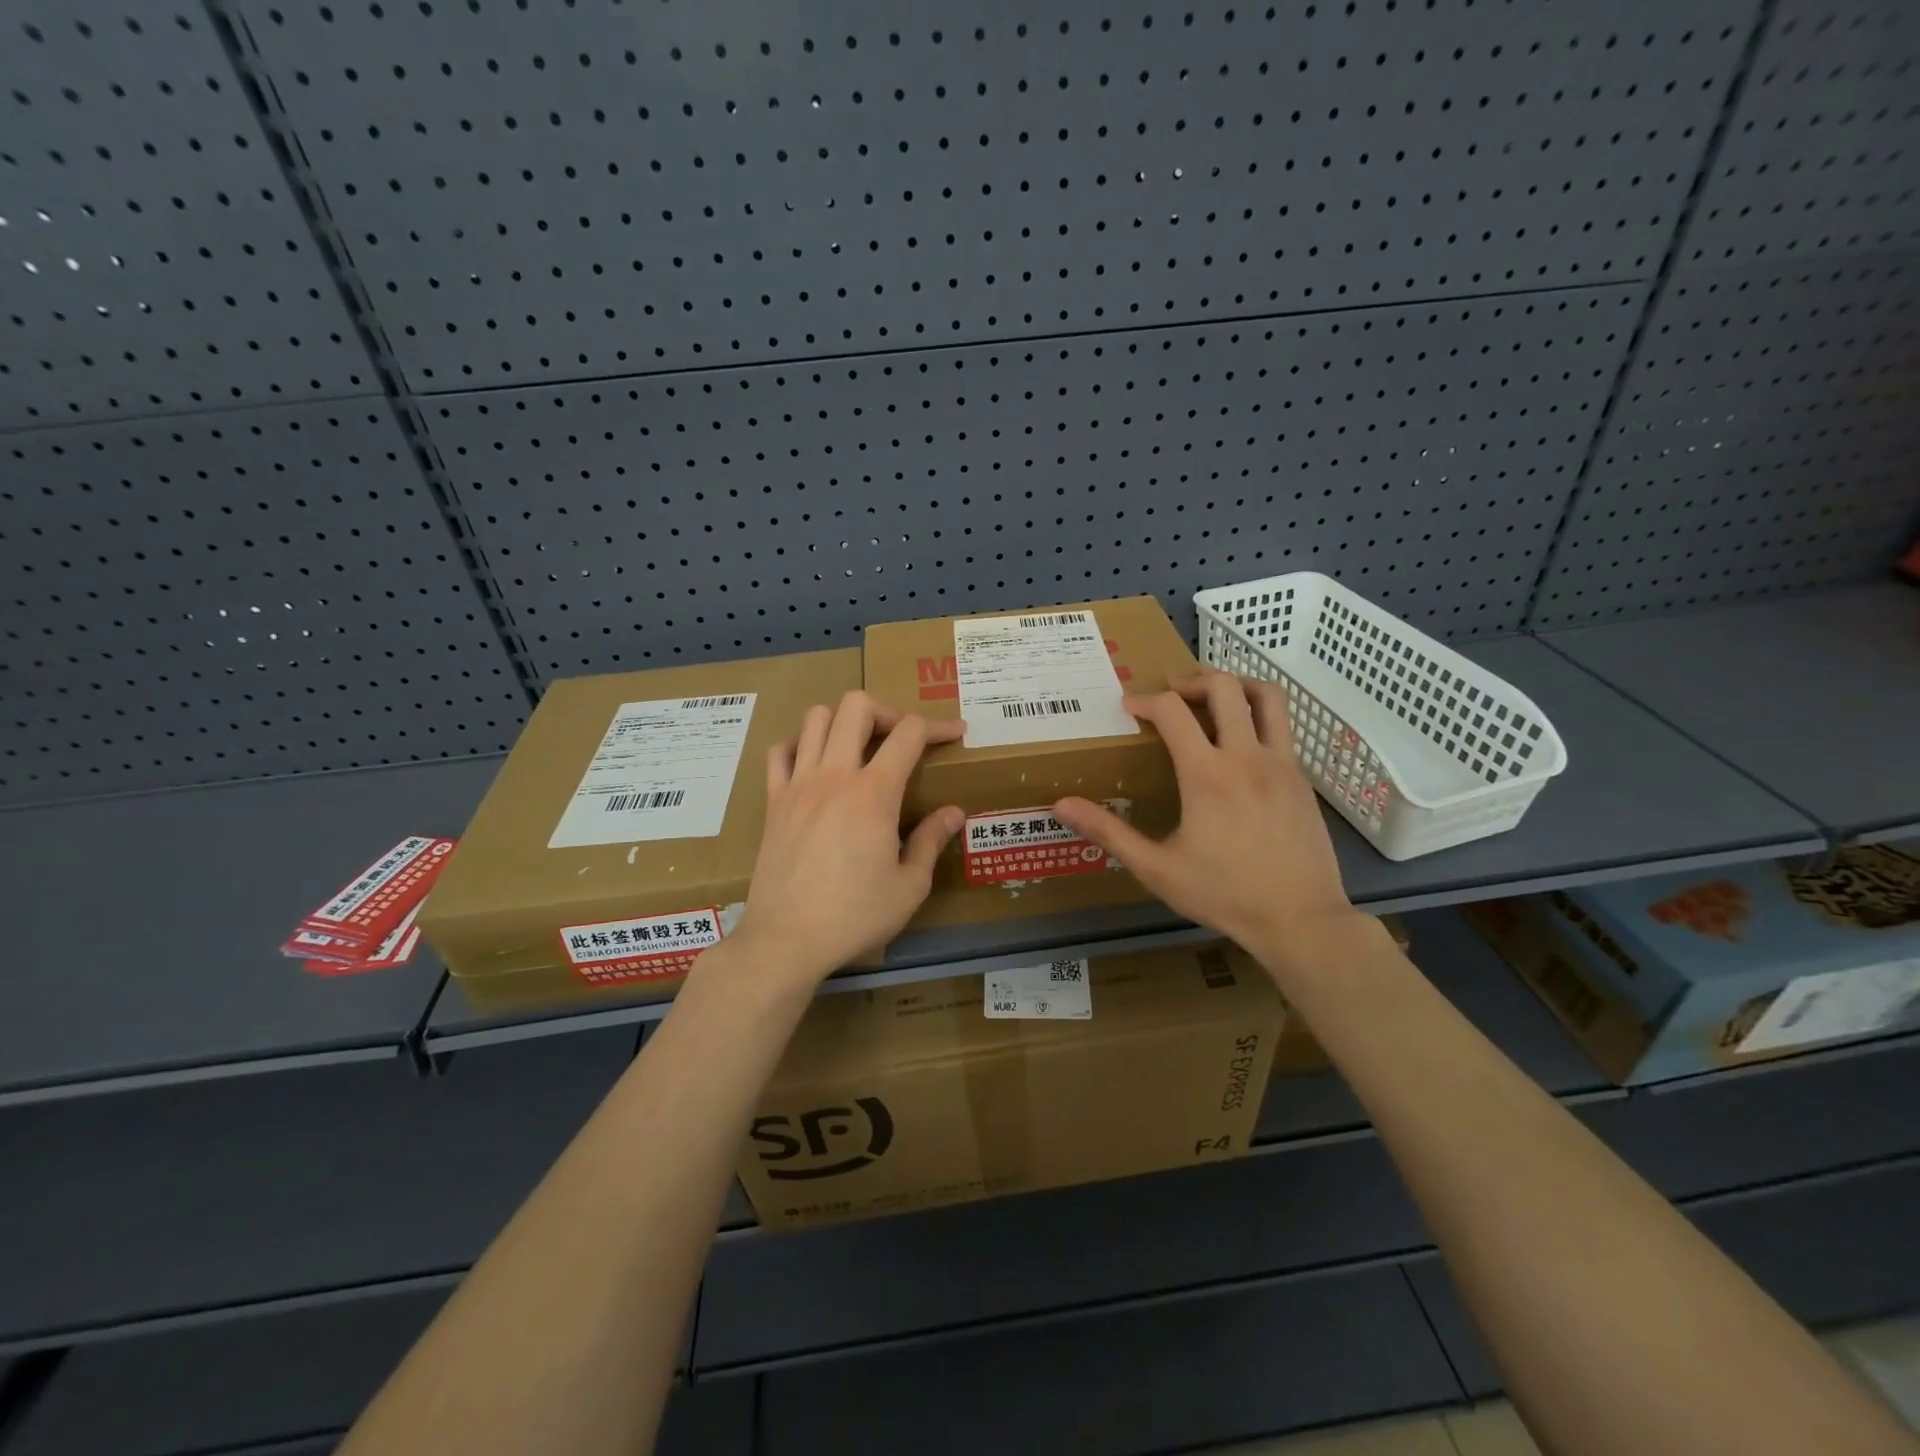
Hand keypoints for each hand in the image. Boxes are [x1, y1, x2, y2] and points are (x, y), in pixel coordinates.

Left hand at [727, 691, 964, 987]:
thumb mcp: (909, 887)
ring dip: (842, 721)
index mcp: (874, 793)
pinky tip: (815, 765)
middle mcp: (834, 775)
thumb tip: (954, 812)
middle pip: (856, 706)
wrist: (786, 939)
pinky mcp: (773, 801)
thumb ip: (931, 841)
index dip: (938, 726)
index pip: (909, 732)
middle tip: (901, 740)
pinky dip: (799, 745)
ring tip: (858, 748)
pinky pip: (780, 751)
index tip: (955, 734)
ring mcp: (798, 784)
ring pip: (815, 717)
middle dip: (887, 711)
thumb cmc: (854, 916)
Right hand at [1052, 669, 1369, 975]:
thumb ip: (1109, 832)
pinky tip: (1239, 747)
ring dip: (1235, 684)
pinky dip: (1256, 718)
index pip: (1173, 711)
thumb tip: (1062, 805)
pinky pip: (1281, 729)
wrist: (1300, 919)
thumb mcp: (1156, 868)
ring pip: (1267, 697)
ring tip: (1213, 696)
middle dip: (1191, 679)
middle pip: (1224, 687)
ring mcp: (1282, 764)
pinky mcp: (1302, 779)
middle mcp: (1247, 757)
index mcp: (1207, 775)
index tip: (1129, 707)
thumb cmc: (1223, 893)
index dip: (1146, 700)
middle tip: (1171, 691)